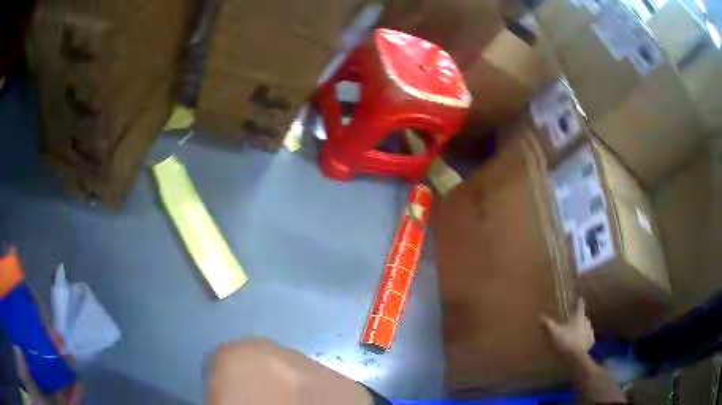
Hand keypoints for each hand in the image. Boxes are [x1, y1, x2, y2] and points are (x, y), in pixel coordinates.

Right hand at [541, 300, 593, 358]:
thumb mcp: (553, 332)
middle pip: (583, 318)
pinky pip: (587, 338)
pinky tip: (578, 345)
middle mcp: (587, 321)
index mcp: (579, 316)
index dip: (579, 302)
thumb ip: (547, 324)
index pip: (580, 306)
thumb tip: (539, 316)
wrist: (575, 358)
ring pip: (585, 328)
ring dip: (581, 330)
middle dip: (578, 320)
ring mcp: (590, 332)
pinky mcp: (591, 342)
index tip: (580, 298)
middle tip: (571, 323)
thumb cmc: (565, 341)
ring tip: (574, 336)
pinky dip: (583, 340)